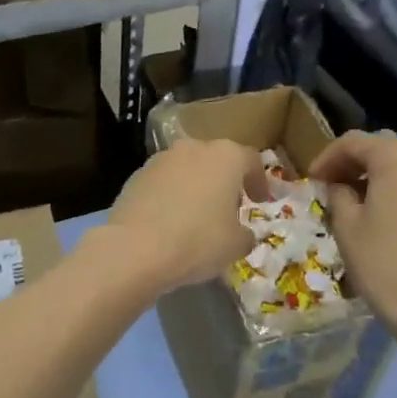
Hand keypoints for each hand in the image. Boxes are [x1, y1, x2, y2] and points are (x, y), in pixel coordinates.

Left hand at [104, 138, 268, 293]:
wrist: (135, 249)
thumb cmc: (198, 241)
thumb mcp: (236, 245)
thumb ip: (245, 234)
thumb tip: (242, 234)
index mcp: (225, 156)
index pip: (251, 160)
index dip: (259, 181)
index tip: (261, 201)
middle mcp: (193, 148)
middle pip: (216, 160)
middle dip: (225, 182)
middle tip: (229, 209)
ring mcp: (160, 159)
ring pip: (187, 169)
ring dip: (196, 187)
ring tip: (197, 216)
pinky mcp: (135, 176)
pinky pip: (163, 183)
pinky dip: (171, 196)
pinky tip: (170, 222)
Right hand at [309, 131, 396, 344]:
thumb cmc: (381, 261)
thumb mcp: (346, 224)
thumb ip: (337, 193)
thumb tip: (338, 186)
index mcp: (396, 156)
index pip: (353, 142)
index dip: (327, 158)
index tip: (310, 180)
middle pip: (379, 148)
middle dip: (351, 163)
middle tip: (327, 186)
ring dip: (373, 174)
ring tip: (351, 198)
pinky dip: (394, 186)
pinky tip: (377, 209)